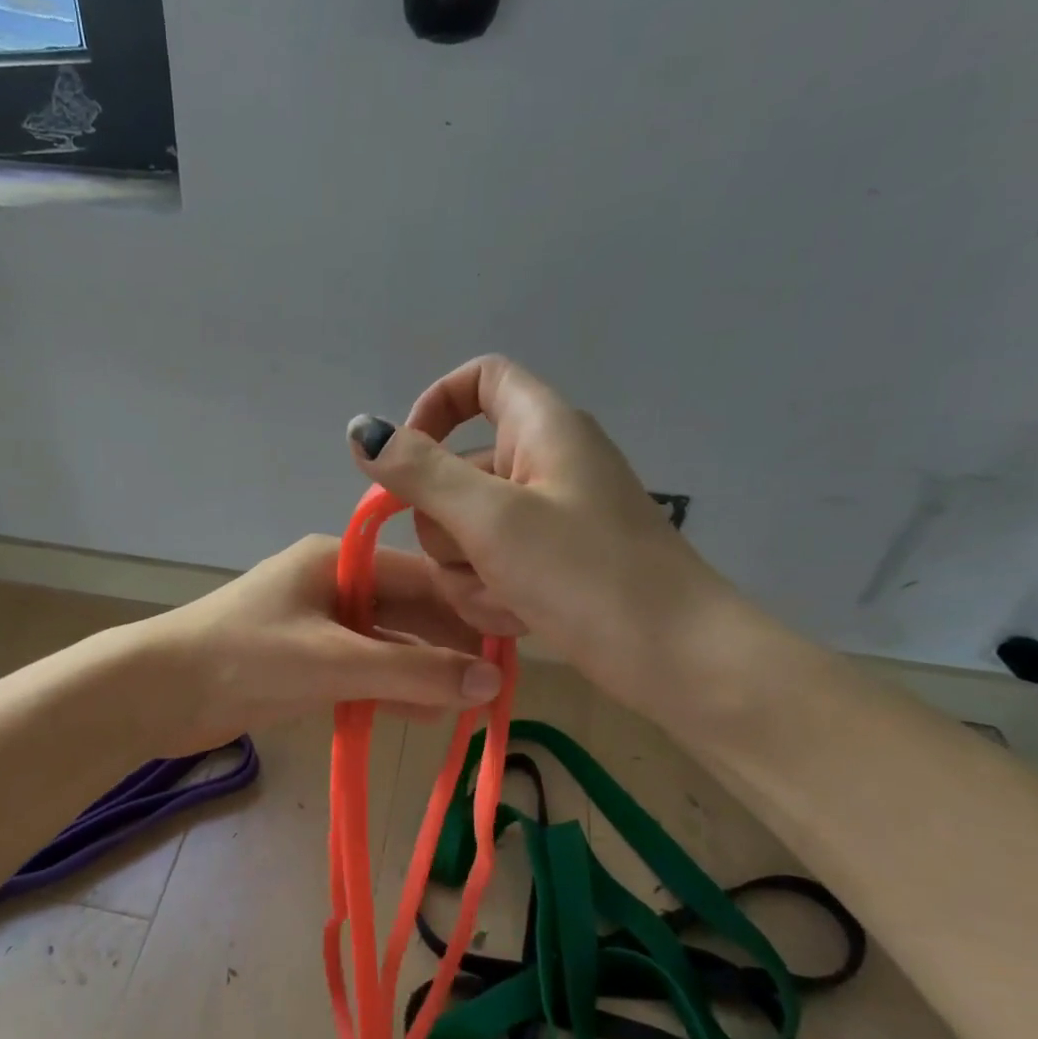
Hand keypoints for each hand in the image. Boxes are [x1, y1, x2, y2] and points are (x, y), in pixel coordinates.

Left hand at [142, 534, 500, 754]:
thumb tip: (491, 682)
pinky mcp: (302, 661)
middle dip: (448, 645)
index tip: (511, 644)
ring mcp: (316, 624)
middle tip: (497, 681)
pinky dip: (388, 690)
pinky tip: (423, 714)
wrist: (157, 692)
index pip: (422, 578)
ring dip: (422, 673)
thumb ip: (412, 671)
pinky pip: (360, 671)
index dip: (467, 610)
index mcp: (337, 561)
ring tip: (470, 704)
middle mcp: (331, 584)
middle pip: (406, 612)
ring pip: (386, 645)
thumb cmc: (246, 658)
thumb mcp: (335, 661)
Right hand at [345, 355, 739, 713]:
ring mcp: (549, 519)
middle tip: (475, 557)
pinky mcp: (552, 565)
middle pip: (457, 471)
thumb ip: (421, 472)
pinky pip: (493, 567)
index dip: (434, 408)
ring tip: (507, 599)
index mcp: (541, 428)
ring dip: (469, 573)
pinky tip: (520, 619)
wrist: (675, 658)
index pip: (479, 380)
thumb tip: (362, 429)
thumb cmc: (586, 574)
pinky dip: (494, 594)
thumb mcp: (491, 518)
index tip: (405, 460)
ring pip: (467, 531)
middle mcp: (543, 464)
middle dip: (447, 527)